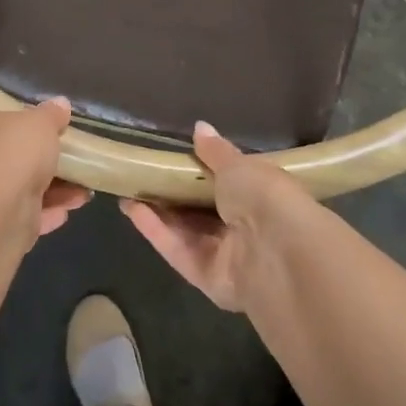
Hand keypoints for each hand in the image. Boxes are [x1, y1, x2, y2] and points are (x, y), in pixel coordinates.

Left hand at [0, 98, 90, 240]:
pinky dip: (46, 213)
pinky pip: (24, 215)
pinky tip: (68, 210)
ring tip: (83, 192)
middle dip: (44, 164)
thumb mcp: (41, 122)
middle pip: (11, 159)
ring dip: (53, 191)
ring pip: (21, 190)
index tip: (50, 132)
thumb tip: (61, 104)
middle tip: (72, 163)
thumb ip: (52, 114)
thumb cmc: (14, 151)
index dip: (23, 127)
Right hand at [120, 122, 316, 311]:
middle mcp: (244, 228)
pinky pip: (177, 250)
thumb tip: (200, 127)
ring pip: (186, 232)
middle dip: (173, 194)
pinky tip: (132, 209)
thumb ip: (215, 151)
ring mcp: (226, 255)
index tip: (171, 158)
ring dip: (158, 212)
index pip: (228, 184)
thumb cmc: (264, 197)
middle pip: (202, 211)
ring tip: (128, 190)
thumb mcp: (239, 165)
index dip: (200, 172)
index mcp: (260, 197)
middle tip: (141, 175)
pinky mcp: (206, 277)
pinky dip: (156, 230)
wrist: (278, 251)